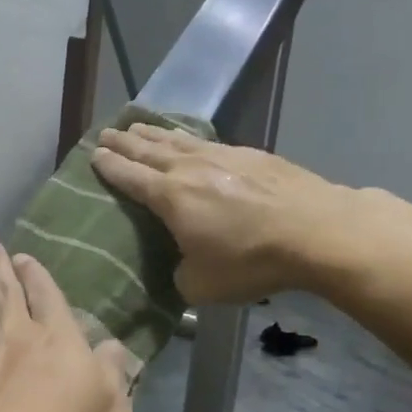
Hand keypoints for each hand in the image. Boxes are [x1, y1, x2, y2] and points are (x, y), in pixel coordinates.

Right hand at [91, 124, 336, 304]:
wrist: (316, 230)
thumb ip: (180, 273)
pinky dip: (189, 138)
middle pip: (149, 150)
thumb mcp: (202, 284)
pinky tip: (190, 140)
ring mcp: (222, 156)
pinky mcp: (251, 155)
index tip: (94, 155)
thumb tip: (182, 265)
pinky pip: (207, 141)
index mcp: (170, 197)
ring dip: (154, 134)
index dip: (110, 166)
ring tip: (138, 126)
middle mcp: (190, 169)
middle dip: (125, 142)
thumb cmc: (251, 261)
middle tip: (106, 133)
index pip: (130, 177)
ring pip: (178, 140)